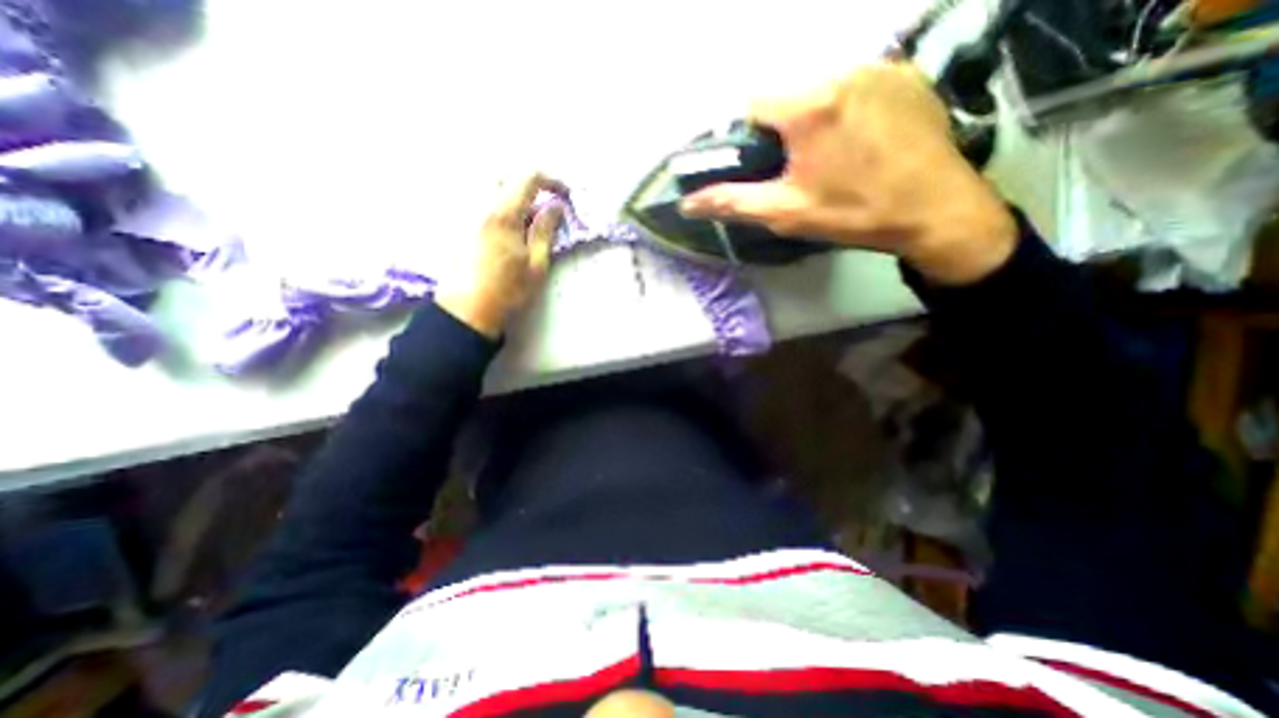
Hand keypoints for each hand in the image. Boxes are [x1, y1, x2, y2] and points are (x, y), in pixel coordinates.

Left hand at [435, 174, 562, 339]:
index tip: (564, 195)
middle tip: (545, 204)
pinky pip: (476, 199)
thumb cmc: (507, 291)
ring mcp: (463, 212)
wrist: (466, 310)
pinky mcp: (455, 224)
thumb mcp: (536, 264)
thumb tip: (555, 207)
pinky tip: (503, 227)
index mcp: (503, 213)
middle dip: (529, 183)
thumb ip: (545, 231)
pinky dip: (495, 202)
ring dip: (511, 192)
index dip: (551, 181)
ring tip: (524, 216)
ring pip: (488, 185)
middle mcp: (479, 204)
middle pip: (505, 175)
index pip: (528, 178)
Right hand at [679, 59, 1020, 285]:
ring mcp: (879, 68)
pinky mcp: (905, 74)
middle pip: (787, 96)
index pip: (751, 103)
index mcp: (809, 105)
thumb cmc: (853, 213)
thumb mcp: (785, 212)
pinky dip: (844, 111)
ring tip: (831, 158)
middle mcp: (841, 71)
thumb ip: (733, 202)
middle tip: (796, 168)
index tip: (759, 162)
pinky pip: (854, 87)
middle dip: (781, 130)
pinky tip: (859, 143)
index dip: (747, 136)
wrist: (935, 211)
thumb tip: (688, 203)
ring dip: (812, 120)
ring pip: (819, 91)